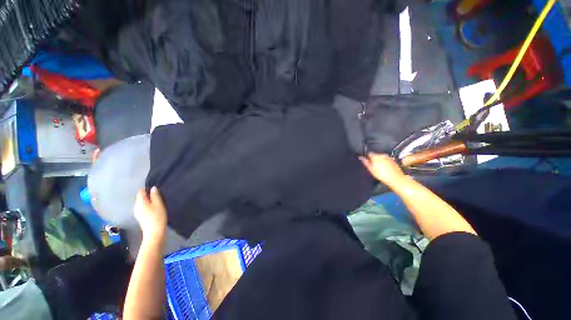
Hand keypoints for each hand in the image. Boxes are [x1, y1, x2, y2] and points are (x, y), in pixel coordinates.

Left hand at [134, 187, 166, 237]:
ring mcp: (137, 212)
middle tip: (158, 196)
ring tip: (158, 202)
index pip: (141, 191)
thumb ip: (155, 195)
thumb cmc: (157, 216)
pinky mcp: (140, 217)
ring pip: (142, 203)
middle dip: (148, 195)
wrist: (155, 232)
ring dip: (149, 201)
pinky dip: (148, 206)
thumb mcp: (159, 204)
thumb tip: (153, 188)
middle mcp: (136, 206)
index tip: (155, 189)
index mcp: (140, 202)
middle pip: (141, 197)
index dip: (147, 189)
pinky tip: (154, 209)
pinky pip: (143, 208)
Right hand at [360, 153, 405, 184]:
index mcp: (375, 156)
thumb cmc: (383, 175)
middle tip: (373, 167)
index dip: (366, 157)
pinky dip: (384, 163)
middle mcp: (382, 155)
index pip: (368, 153)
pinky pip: (386, 160)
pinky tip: (384, 169)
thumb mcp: (371, 170)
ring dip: (379, 161)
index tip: (366, 161)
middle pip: (374, 155)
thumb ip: (365, 162)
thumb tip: (361, 158)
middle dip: (373, 159)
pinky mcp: (392, 160)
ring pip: (380, 157)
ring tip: (379, 169)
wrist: (395, 178)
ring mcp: (388, 157)